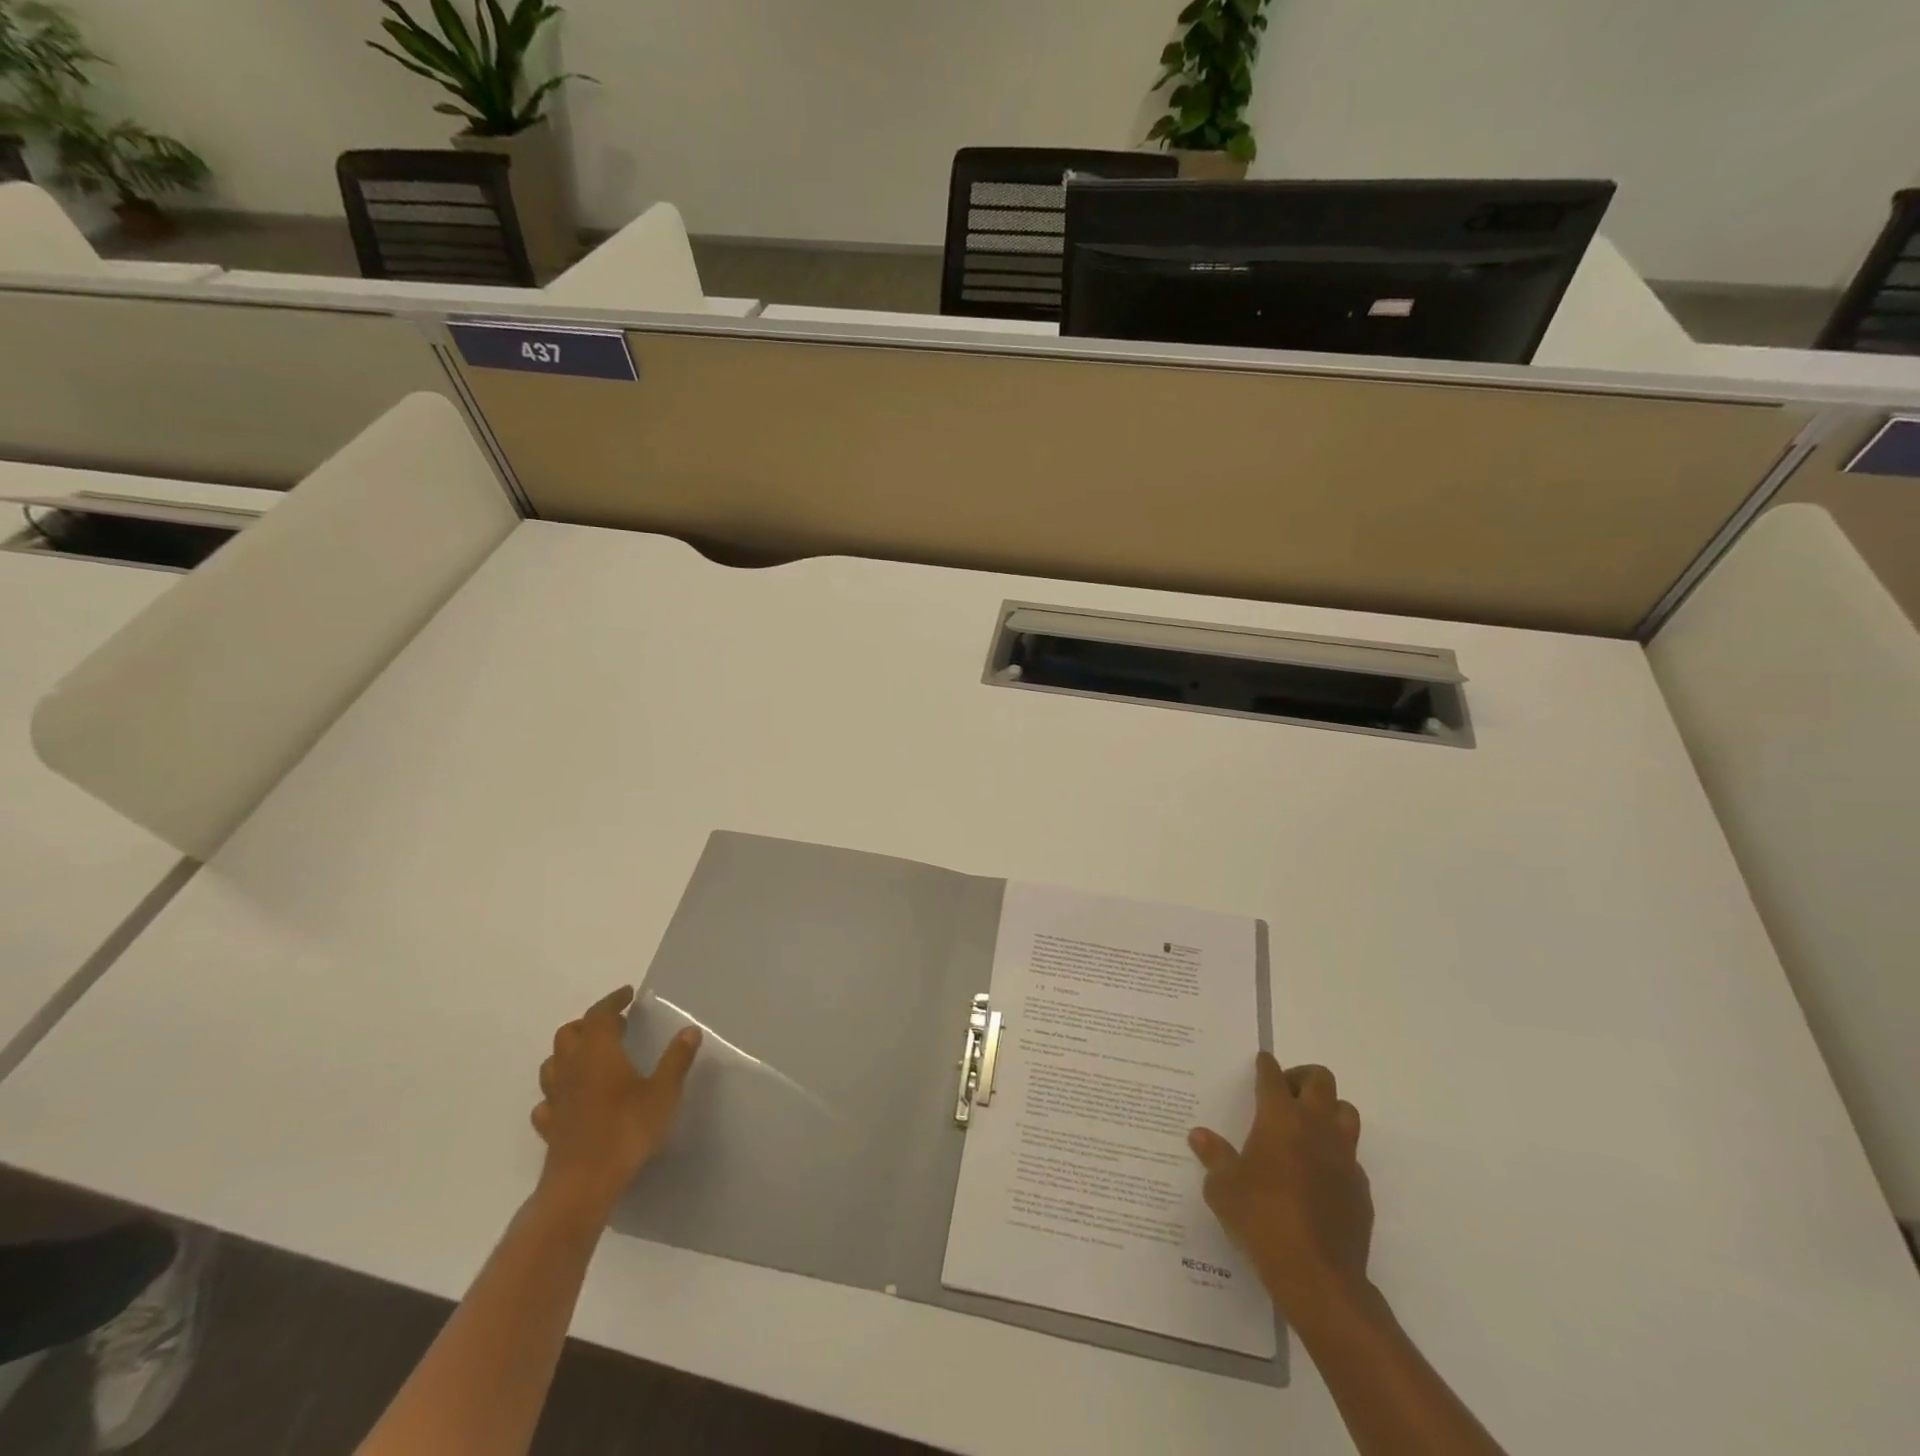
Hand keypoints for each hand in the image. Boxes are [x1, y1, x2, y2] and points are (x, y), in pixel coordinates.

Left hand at [532, 987, 700, 1217]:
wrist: (583, 1184)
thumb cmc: (626, 1129)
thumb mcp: (663, 1092)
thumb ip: (676, 1060)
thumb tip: (690, 1030)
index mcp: (598, 1052)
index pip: (599, 1015)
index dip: (612, 1001)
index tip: (627, 994)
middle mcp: (572, 1069)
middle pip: (568, 1034)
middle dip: (588, 1023)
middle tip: (613, 1025)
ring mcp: (556, 1099)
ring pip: (552, 1064)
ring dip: (569, 1053)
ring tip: (591, 1057)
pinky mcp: (550, 1126)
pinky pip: (548, 1100)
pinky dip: (559, 1092)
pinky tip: (573, 1099)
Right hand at [1189, 1053, 1372, 1330]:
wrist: (1317, 1275)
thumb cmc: (1261, 1219)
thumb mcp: (1223, 1187)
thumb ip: (1214, 1156)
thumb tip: (1199, 1135)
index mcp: (1279, 1118)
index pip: (1273, 1076)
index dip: (1266, 1066)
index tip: (1262, 1061)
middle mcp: (1315, 1127)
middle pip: (1320, 1080)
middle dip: (1302, 1078)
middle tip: (1285, 1093)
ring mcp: (1343, 1157)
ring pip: (1345, 1112)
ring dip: (1328, 1110)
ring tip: (1306, 1127)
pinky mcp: (1360, 1189)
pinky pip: (1351, 1157)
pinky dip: (1336, 1155)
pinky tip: (1318, 1176)